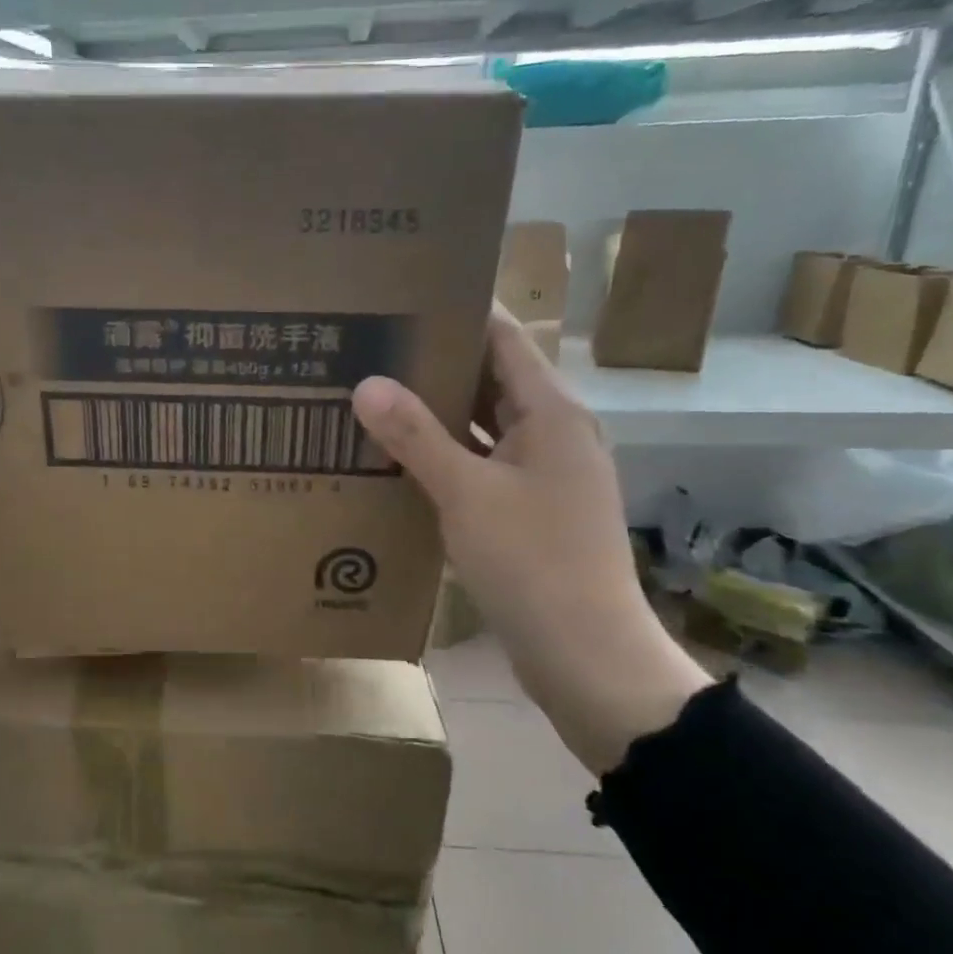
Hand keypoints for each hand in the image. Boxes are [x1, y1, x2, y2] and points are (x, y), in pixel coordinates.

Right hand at [352, 305, 710, 774]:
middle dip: (434, 362)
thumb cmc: (533, 563)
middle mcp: (552, 432)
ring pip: (483, 425)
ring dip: (436, 413)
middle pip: (490, 378)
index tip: (401, 298)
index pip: (502, 337)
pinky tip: (399, 460)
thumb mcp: (467, 494)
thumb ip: (416, 435)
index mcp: (551, 412)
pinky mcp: (530, 510)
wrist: (586, 655)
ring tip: (373, 396)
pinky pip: (482, 465)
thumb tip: (366, 382)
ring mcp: (543, 473)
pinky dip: (445, 457)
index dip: (457, 310)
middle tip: (370, 348)